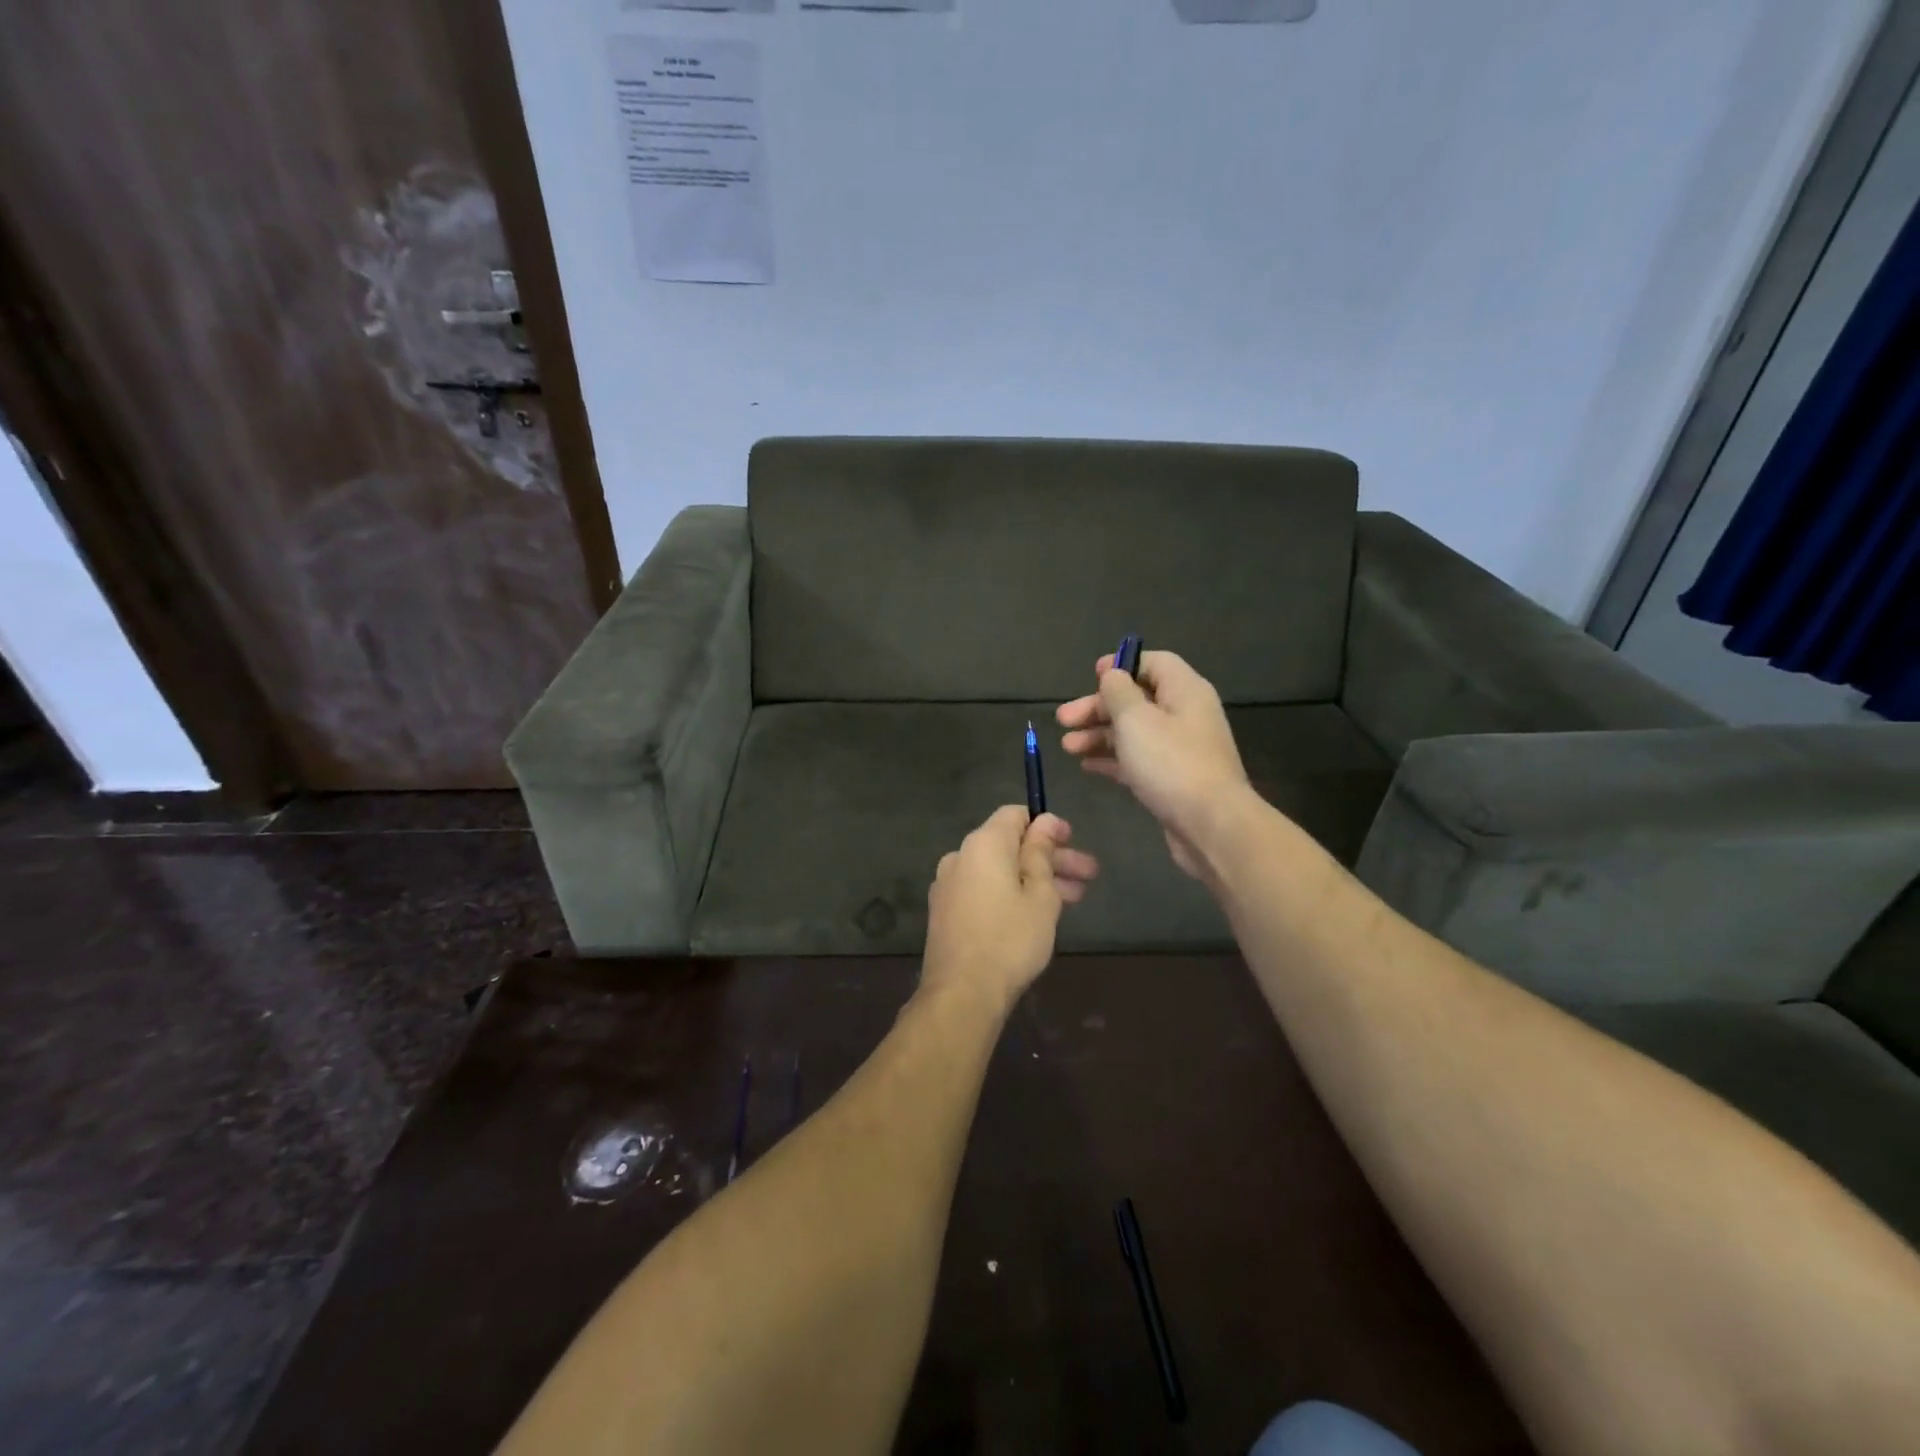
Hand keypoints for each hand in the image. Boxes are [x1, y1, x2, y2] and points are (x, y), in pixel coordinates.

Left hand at [922, 807, 1098, 1013]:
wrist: (962, 994)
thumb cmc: (1010, 939)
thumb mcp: (1040, 894)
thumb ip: (1041, 853)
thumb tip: (1045, 822)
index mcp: (983, 844)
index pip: (1015, 815)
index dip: (1047, 825)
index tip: (1073, 842)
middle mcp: (960, 856)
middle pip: (1010, 845)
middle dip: (1051, 858)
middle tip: (1088, 876)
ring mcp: (948, 885)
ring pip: (999, 871)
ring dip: (1035, 879)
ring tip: (1074, 899)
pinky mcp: (945, 912)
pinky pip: (984, 890)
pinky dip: (1010, 894)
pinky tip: (1036, 914)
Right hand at [1056, 650, 1250, 880]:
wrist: (1210, 825)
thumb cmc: (1170, 763)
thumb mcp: (1135, 718)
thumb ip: (1118, 691)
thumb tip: (1113, 675)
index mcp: (1184, 691)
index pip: (1154, 662)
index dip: (1122, 665)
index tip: (1091, 676)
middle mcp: (1185, 715)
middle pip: (1137, 699)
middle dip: (1098, 707)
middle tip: (1063, 719)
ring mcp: (1180, 749)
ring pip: (1133, 732)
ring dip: (1098, 735)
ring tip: (1067, 747)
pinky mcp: (1172, 779)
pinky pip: (1137, 759)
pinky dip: (1112, 759)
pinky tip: (1086, 766)